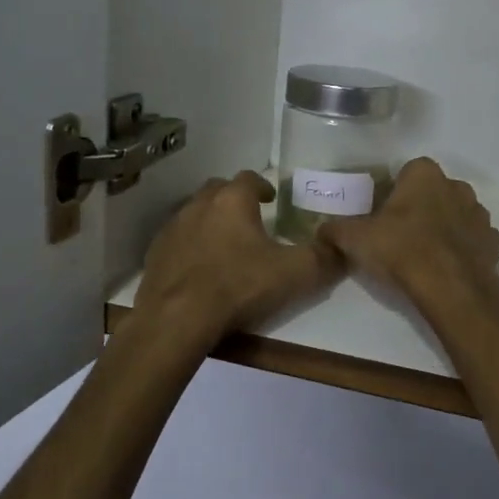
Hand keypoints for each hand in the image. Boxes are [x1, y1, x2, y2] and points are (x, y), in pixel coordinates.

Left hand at [134, 172, 343, 340]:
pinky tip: (199, 269)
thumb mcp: (294, 274)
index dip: (262, 186)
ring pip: (194, 214)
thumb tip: (343, 248)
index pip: (249, 178)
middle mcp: (199, 205)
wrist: (176, 320)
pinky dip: (190, 246)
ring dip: (210, 222)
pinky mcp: (154, 254)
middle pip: (218, 190)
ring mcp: (172, 229)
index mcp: (232, 201)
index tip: (271, 200)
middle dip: (234, 200)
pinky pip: (177, 241)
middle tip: (249, 219)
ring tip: (225, 245)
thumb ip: (324, 258)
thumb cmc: (238, 287)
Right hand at [320, 157, 498, 317]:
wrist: (451, 288)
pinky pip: (472, 240)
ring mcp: (479, 214)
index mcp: (424, 174)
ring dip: (442, 227)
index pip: (406, 172)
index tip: (382, 215)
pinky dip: (461, 249)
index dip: (393, 192)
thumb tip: (322, 229)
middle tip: (399, 235)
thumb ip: (336, 229)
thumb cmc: (401, 250)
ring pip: (455, 214)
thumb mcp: (356, 239)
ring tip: (422, 255)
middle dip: (419, 208)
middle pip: (432, 192)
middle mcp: (456, 185)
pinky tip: (445, 268)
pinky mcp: (493, 242)